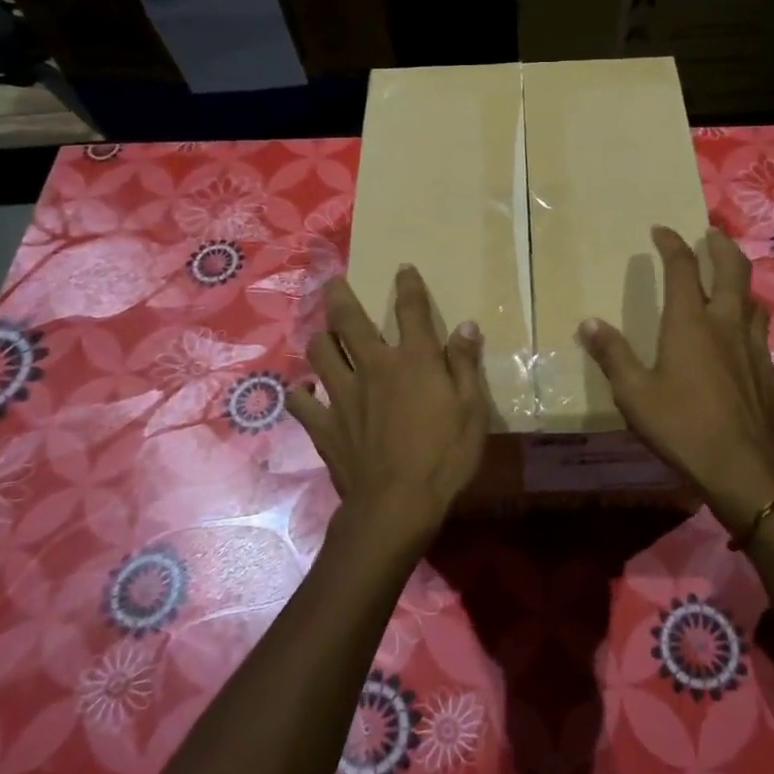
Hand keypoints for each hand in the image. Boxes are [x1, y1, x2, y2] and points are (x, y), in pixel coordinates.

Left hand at [289, 266, 488, 560]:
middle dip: (340, 296)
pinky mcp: (324, 425)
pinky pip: (302, 401)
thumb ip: (465, 365)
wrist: (397, 504)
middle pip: (349, 321)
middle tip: (333, 282)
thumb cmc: (444, 457)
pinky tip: (302, 390)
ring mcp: (343, 395)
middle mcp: (373, 367)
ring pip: (320, 352)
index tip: (403, 269)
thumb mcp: (472, 410)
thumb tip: (467, 326)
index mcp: (413, 361)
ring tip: (321, 334)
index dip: (408, 286)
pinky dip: (300, 392)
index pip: (411, 311)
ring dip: (320, 338)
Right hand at [578, 226, 773, 536]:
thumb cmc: (681, 426)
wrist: (741, 468)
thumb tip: (588, 323)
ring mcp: (755, 347)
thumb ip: (612, 355)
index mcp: (690, 323)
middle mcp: (727, 324)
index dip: (671, 244)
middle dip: (720, 246)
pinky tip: (741, 339)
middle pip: (732, 269)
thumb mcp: (634, 394)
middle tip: (711, 234)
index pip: (682, 269)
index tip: (661, 230)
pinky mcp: (770, 372)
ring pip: (754, 299)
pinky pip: (761, 333)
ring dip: (740, 282)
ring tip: (730, 281)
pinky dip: (749, 321)